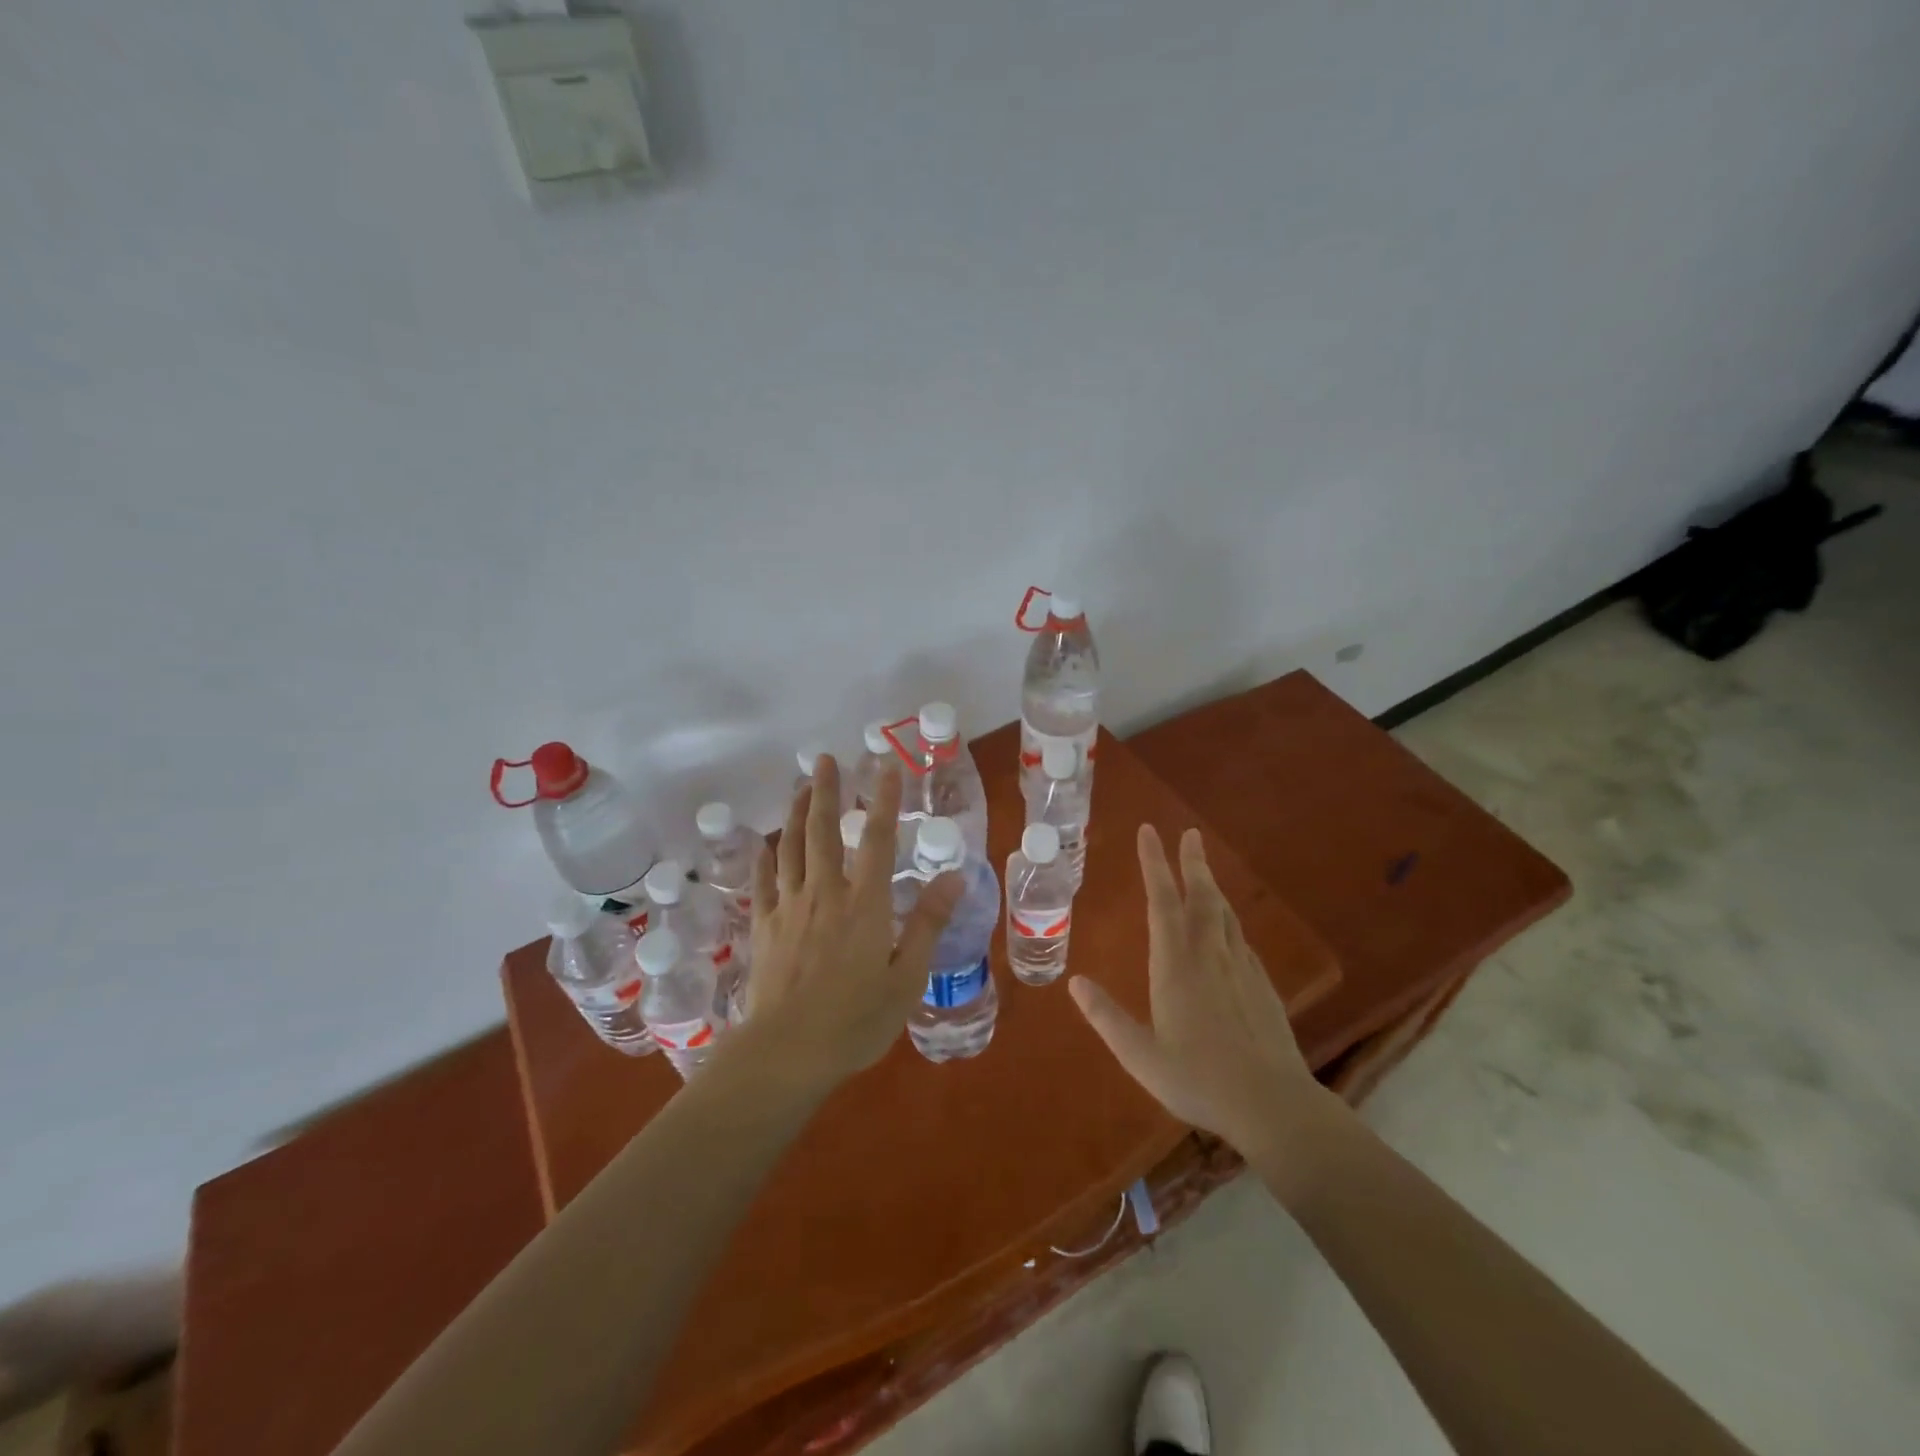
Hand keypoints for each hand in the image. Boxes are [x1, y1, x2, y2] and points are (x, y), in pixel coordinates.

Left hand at [736, 754, 960, 1090]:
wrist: (786, 1054)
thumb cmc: (855, 1021)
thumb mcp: (906, 978)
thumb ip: (927, 923)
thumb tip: (953, 875)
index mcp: (863, 903)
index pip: (876, 838)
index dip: (882, 799)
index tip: (884, 765)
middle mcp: (824, 894)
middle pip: (821, 831)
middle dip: (825, 791)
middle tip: (824, 759)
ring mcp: (788, 909)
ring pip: (790, 848)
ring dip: (794, 813)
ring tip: (799, 787)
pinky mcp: (763, 928)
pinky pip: (763, 883)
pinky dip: (764, 858)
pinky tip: (764, 844)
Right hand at [1069, 825, 1333, 1161]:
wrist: (1273, 1104)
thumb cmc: (1199, 1080)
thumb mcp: (1140, 1056)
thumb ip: (1106, 1017)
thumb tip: (1074, 982)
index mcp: (1176, 965)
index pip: (1162, 901)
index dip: (1154, 863)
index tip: (1149, 831)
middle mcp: (1209, 955)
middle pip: (1201, 896)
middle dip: (1192, 862)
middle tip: (1188, 833)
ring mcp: (1241, 967)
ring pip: (1225, 914)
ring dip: (1212, 886)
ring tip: (1203, 870)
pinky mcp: (1262, 985)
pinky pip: (1241, 939)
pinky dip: (1229, 921)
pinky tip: (1228, 930)